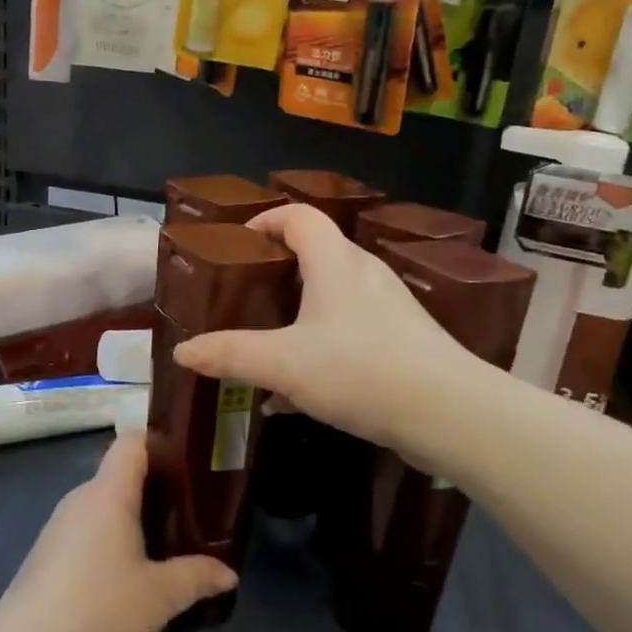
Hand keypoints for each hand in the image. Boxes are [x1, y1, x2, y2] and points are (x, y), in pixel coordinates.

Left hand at [0, 433, 235, 631]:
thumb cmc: (99, 609)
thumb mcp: (159, 596)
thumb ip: (196, 577)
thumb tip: (229, 574)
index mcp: (109, 492)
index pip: (133, 442)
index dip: (160, 445)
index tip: (188, 468)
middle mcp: (82, 497)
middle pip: (120, 474)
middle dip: (154, 489)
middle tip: (188, 514)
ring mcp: (60, 524)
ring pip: (103, 505)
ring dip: (131, 519)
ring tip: (163, 547)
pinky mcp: (47, 552)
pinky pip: (87, 529)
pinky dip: (109, 540)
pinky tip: (125, 576)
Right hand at [172, 204, 466, 456]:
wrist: (450, 414)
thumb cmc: (361, 370)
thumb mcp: (284, 364)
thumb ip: (230, 354)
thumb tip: (181, 352)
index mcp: (335, 262)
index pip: (299, 216)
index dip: (266, 221)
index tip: (238, 245)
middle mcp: (364, 273)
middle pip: (315, 253)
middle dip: (276, 271)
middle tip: (245, 296)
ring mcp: (389, 306)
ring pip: (332, 296)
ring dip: (297, 313)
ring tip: (267, 345)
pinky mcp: (403, 339)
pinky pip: (350, 329)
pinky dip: (320, 345)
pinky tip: (299, 393)